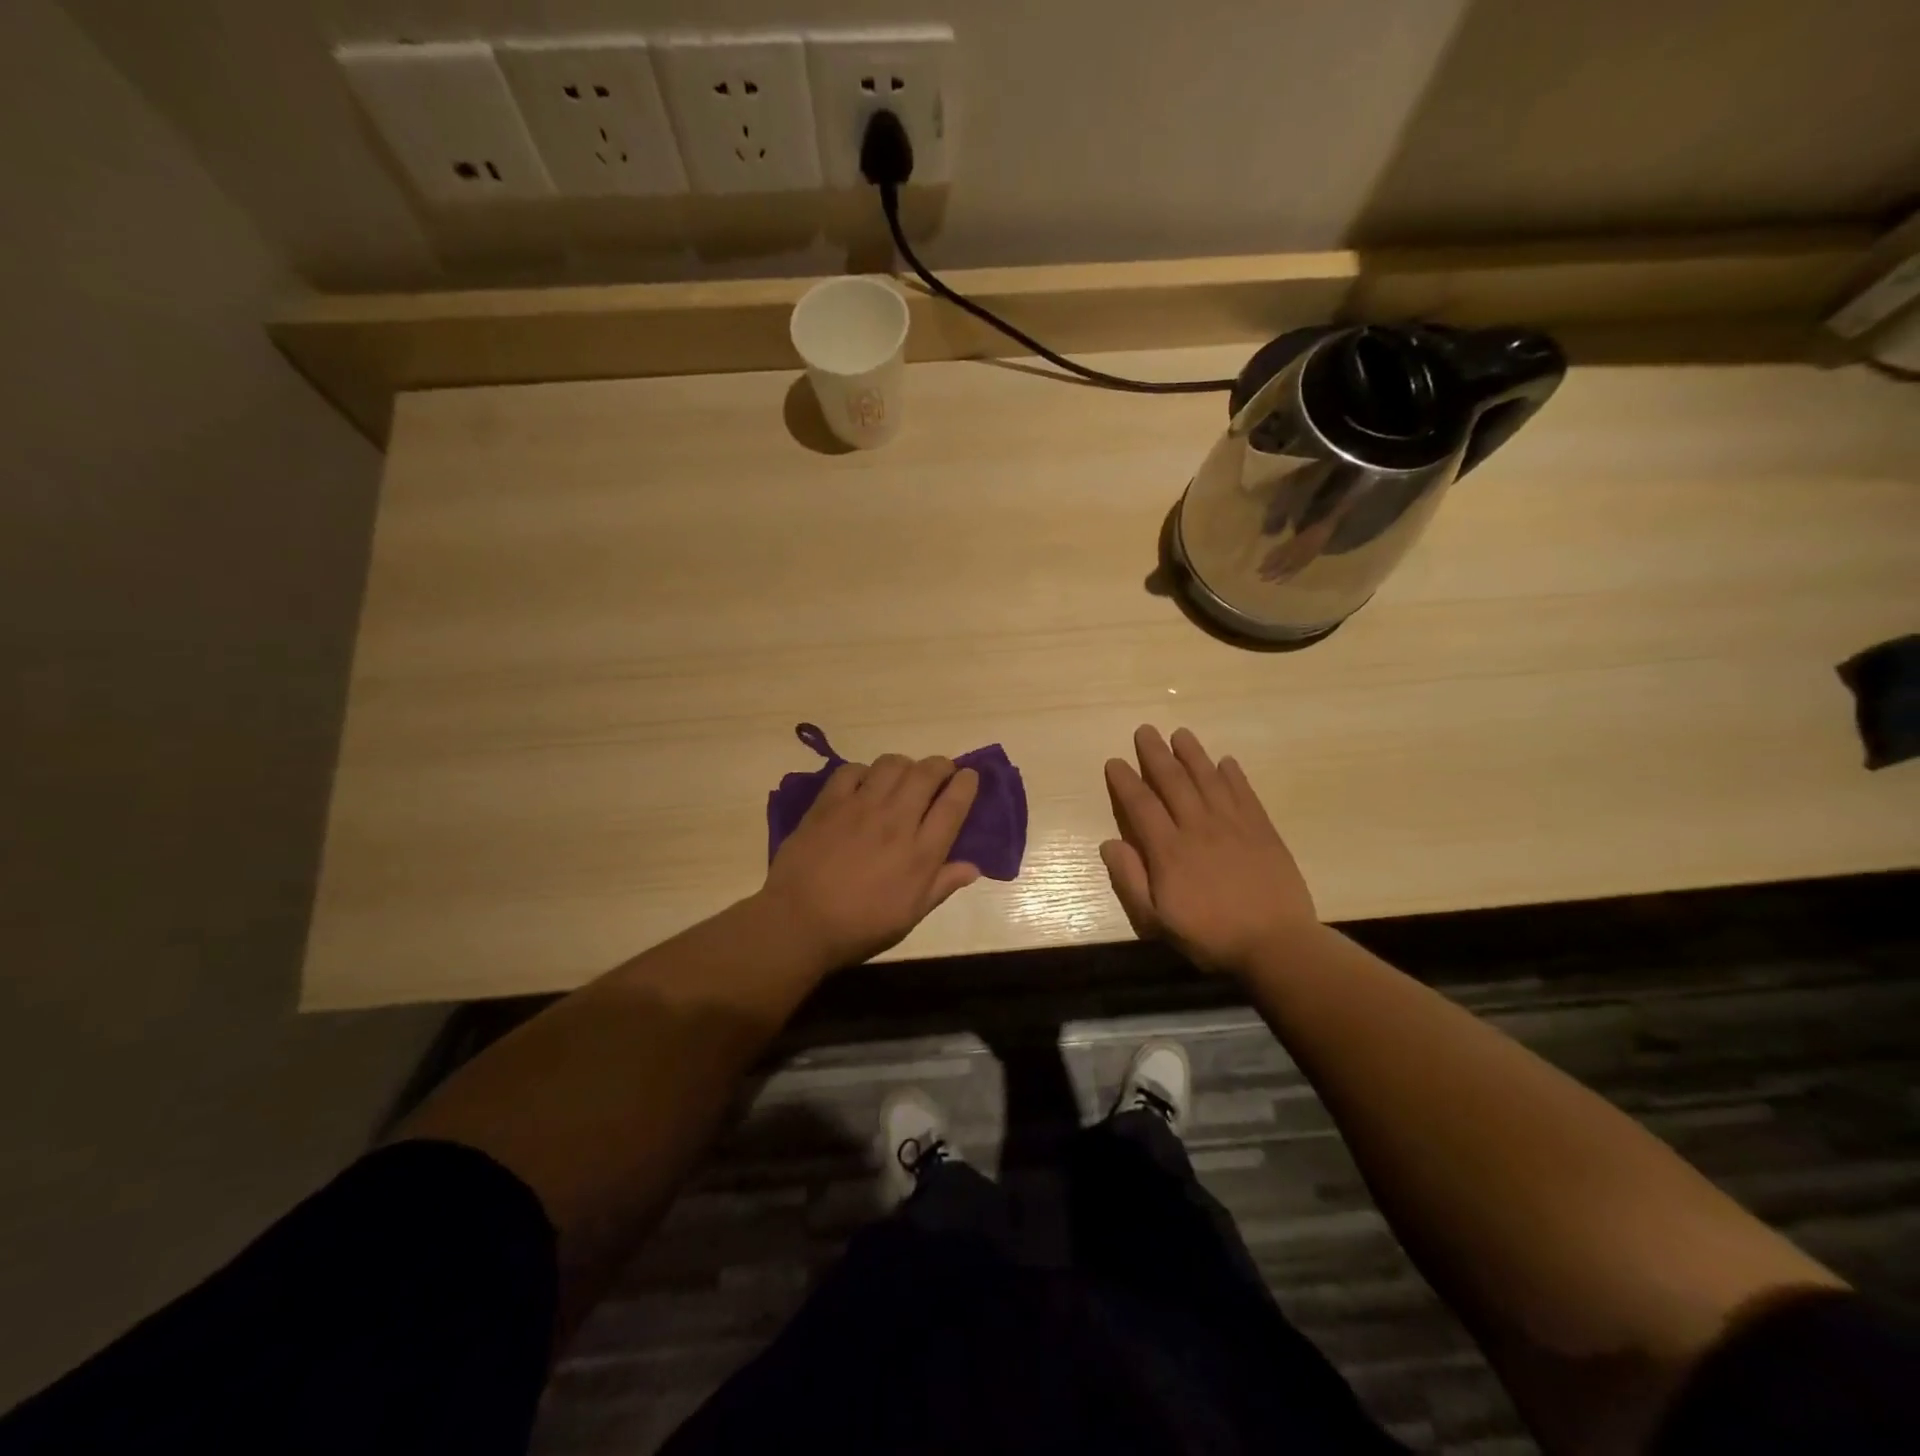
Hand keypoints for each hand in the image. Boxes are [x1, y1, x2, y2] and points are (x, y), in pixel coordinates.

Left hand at [760, 754, 981, 968]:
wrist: (798, 923)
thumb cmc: (859, 927)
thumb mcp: (909, 916)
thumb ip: (941, 886)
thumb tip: (972, 867)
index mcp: (921, 854)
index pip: (954, 804)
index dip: (966, 784)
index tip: (969, 777)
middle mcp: (896, 822)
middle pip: (927, 774)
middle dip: (941, 765)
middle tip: (941, 771)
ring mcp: (861, 808)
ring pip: (892, 764)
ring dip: (905, 765)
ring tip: (903, 776)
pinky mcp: (829, 804)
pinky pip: (852, 770)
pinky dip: (864, 771)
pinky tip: (864, 784)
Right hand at [1100, 726, 1318, 974]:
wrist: (1276, 944)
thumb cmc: (1210, 936)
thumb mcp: (1156, 921)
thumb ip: (1130, 880)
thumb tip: (1109, 843)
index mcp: (1168, 850)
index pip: (1141, 804)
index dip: (1125, 781)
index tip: (1115, 761)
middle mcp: (1198, 827)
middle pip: (1173, 781)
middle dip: (1156, 754)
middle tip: (1145, 730)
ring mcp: (1234, 825)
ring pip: (1208, 779)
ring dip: (1192, 754)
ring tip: (1180, 734)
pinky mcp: (1262, 830)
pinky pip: (1244, 793)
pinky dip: (1233, 775)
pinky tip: (1226, 761)